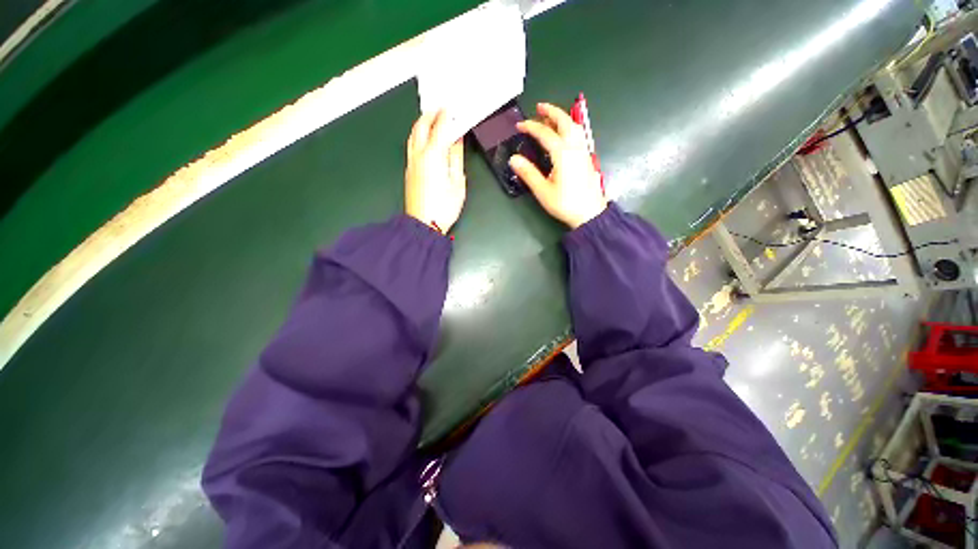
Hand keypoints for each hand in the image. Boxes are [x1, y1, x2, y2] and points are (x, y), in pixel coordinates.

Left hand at [405, 110, 465, 233]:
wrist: (423, 224)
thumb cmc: (444, 207)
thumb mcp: (457, 182)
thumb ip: (456, 158)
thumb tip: (457, 140)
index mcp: (433, 155)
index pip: (440, 127)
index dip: (446, 115)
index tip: (452, 108)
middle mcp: (419, 154)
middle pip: (421, 126)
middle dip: (430, 114)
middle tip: (440, 109)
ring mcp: (411, 162)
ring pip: (413, 135)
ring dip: (421, 123)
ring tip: (432, 120)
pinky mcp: (408, 170)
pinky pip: (411, 145)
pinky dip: (418, 136)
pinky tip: (425, 139)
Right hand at [509, 103, 606, 228]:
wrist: (589, 213)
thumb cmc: (565, 203)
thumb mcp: (543, 191)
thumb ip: (528, 173)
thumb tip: (514, 159)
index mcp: (563, 154)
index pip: (545, 133)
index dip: (531, 127)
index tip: (520, 125)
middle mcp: (575, 148)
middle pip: (565, 121)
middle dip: (551, 112)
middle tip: (539, 107)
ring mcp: (583, 152)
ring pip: (575, 127)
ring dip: (562, 118)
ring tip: (549, 119)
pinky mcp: (587, 158)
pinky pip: (579, 135)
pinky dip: (569, 128)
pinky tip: (563, 135)